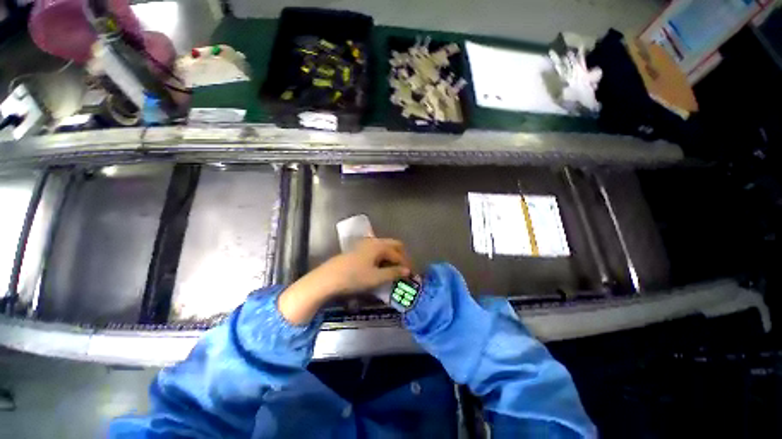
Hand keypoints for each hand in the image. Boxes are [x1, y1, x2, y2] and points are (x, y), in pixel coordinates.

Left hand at [278, 238, 411, 324]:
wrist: (328, 278)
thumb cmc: (354, 277)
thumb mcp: (376, 277)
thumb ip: (393, 273)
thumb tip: (407, 271)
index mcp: (379, 246)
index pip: (398, 254)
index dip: (405, 264)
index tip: (410, 275)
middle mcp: (373, 242)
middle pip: (393, 245)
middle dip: (400, 256)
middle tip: (403, 269)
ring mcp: (364, 245)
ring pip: (383, 248)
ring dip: (391, 257)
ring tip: (393, 270)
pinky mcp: (357, 250)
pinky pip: (375, 251)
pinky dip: (382, 258)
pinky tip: (379, 268)